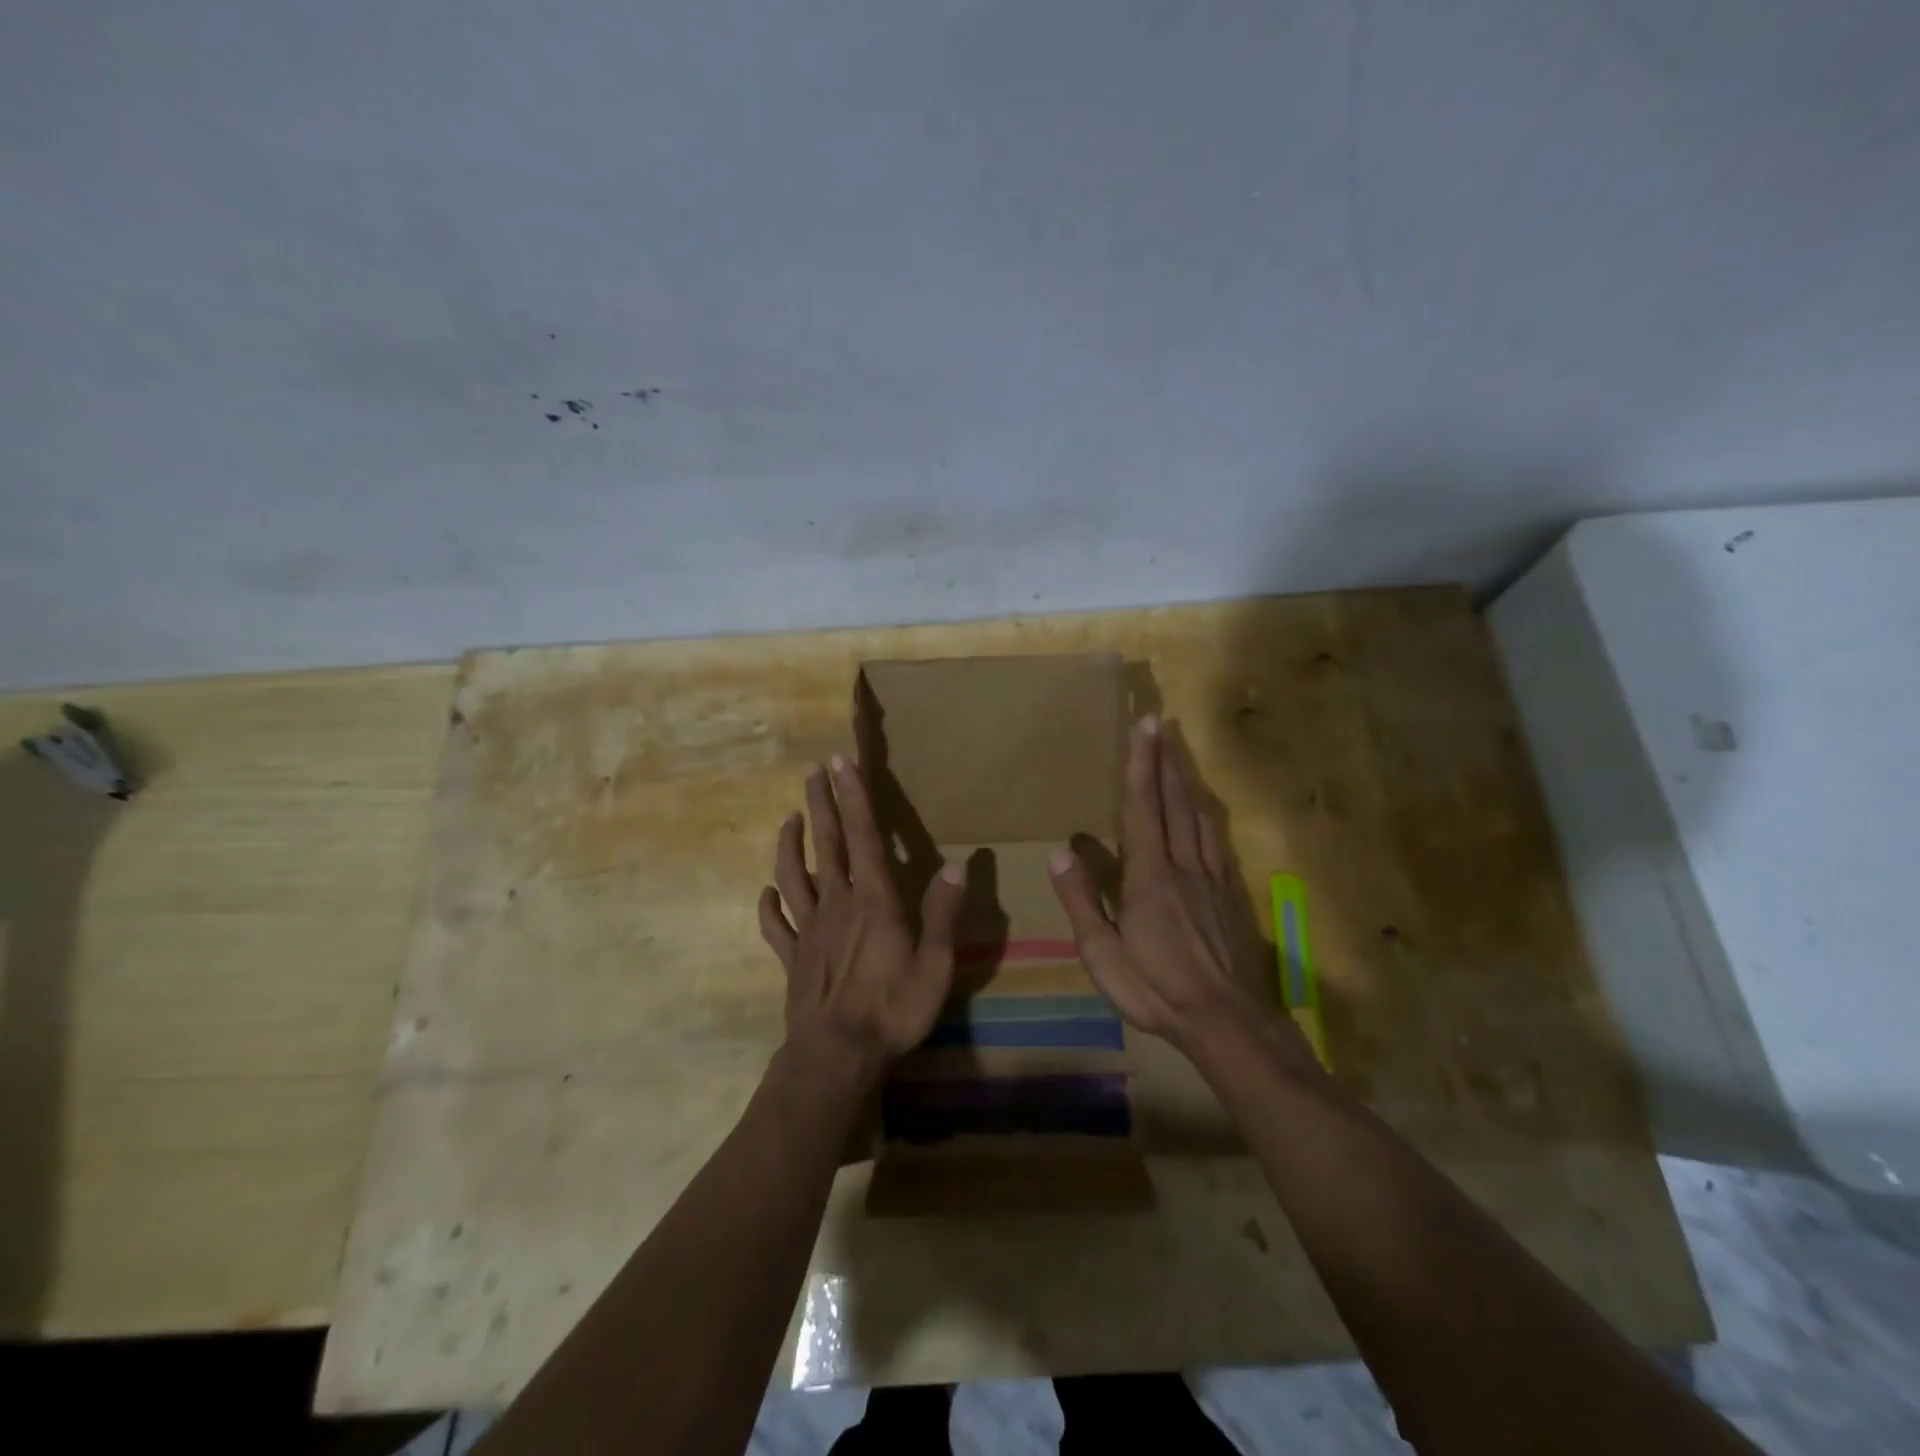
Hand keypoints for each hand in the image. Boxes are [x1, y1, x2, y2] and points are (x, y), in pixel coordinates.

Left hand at [758, 754, 965, 1093]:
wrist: (836, 1056)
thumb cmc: (892, 1010)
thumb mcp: (935, 965)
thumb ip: (943, 914)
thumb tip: (958, 866)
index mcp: (874, 900)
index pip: (863, 835)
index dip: (852, 796)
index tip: (839, 763)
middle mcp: (838, 903)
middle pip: (825, 843)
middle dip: (820, 804)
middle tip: (811, 772)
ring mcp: (809, 929)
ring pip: (793, 875)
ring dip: (789, 844)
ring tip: (789, 818)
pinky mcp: (792, 957)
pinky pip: (776, 924)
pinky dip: (769, 904)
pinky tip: (767, 892)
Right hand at [1049, 717, 1311, 1066]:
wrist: (1227, 1021)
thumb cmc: (1157, 990)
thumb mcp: (1103, 956)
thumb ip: (1082, 902)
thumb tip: (1058, 853)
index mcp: (1149, 877)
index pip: (1142, 808)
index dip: (1140, 765)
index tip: (1143, 726)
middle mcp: (1183, 865)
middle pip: (1175, 801)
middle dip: (1165, 758)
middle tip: (1161, 720)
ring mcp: (1212, 877)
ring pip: (1200, 814)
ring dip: (1187, 776)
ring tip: (1180, 747)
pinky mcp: (1231, 892)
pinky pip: (1218, 838)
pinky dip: (1207, 810)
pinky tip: (1206, 803)